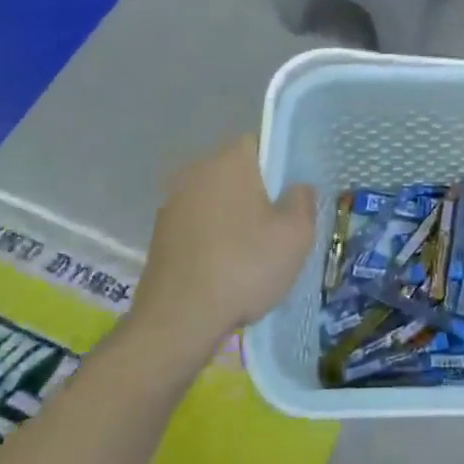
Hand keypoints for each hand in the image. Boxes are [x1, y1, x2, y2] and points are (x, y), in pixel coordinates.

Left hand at [126, 136, 316, 358]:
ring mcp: (172, 203)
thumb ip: (303, 201)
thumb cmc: (245, 267)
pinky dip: (213, 237)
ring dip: (233, 216)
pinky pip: (198, 224)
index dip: (279, 165)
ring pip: (216, 199)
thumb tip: (297, 188)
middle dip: (257, 192)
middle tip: (278, 226)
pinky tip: (226, 268)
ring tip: (253, 252)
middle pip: (236, 171)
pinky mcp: (160, 234)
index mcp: (229, 160)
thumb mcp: (296, 235)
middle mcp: (196, 171)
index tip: (291, 195)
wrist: (179, 320)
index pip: (259, 143)